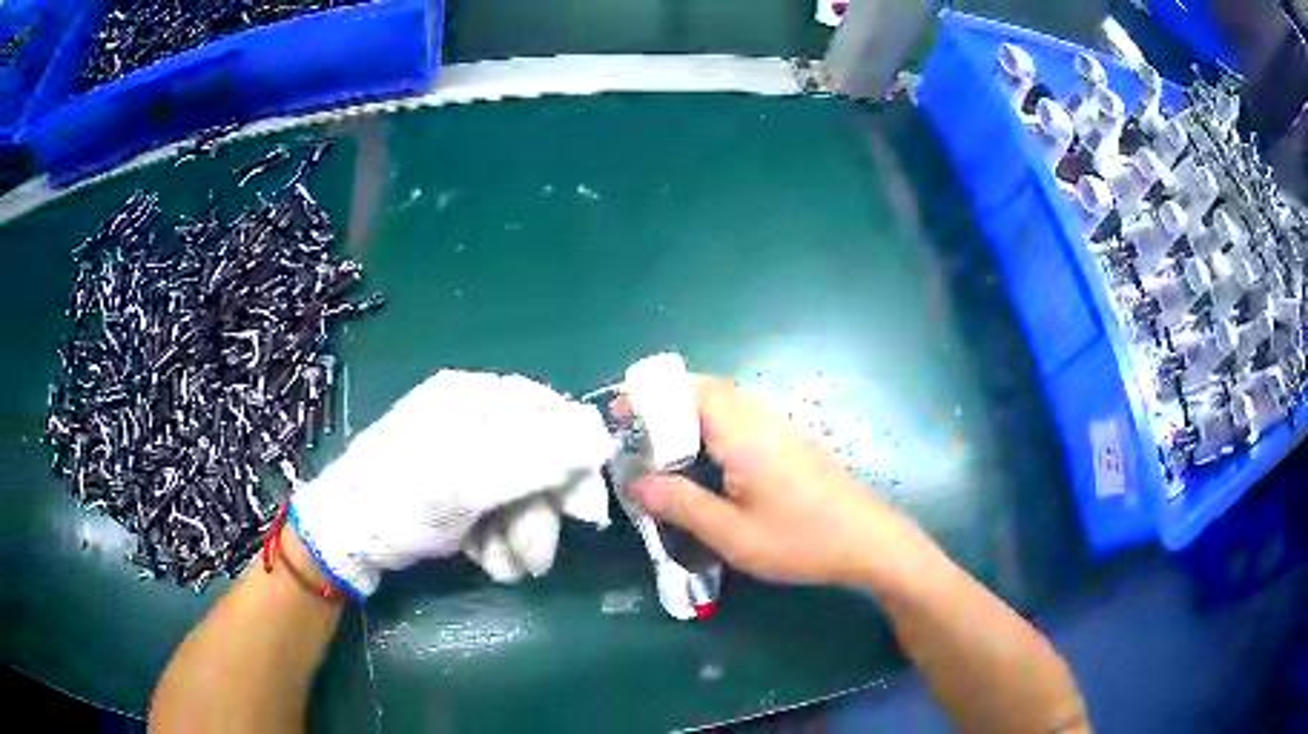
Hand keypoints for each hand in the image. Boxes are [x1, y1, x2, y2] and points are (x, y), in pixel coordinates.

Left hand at [289, 370, 616, 598]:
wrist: (344, 539)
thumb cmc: (400, 501)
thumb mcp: (468, 480)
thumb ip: (538, 458)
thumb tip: (603, 436)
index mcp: (473, 398)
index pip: (549, 415)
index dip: (574, 462)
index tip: (585, 512)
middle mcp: (471, 421)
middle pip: (536, 462)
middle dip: (539, 515)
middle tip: (537, 559)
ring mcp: (462, 458)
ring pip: (518, 494)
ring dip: (520, 536)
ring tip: (507, 568)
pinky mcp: (455, 492)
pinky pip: (496, 512)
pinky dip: (497, 539)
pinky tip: (485, 559)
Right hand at [629, 376, 916, 586]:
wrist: (868, 540)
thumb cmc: (800, 539)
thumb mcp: (732, 534)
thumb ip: (681, 505)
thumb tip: (635, 483)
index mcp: (744, 433)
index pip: (690, 390)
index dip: (651, 395)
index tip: (620, 413)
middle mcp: (762, 418)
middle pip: (707, 389)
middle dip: (666, 402)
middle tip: (637, 434)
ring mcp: (782, 427)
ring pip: (727, 402)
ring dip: (691, 413)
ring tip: (663, 448)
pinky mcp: (793, 441)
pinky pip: (744, 417)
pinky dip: (714, 425)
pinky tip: (709, 462)